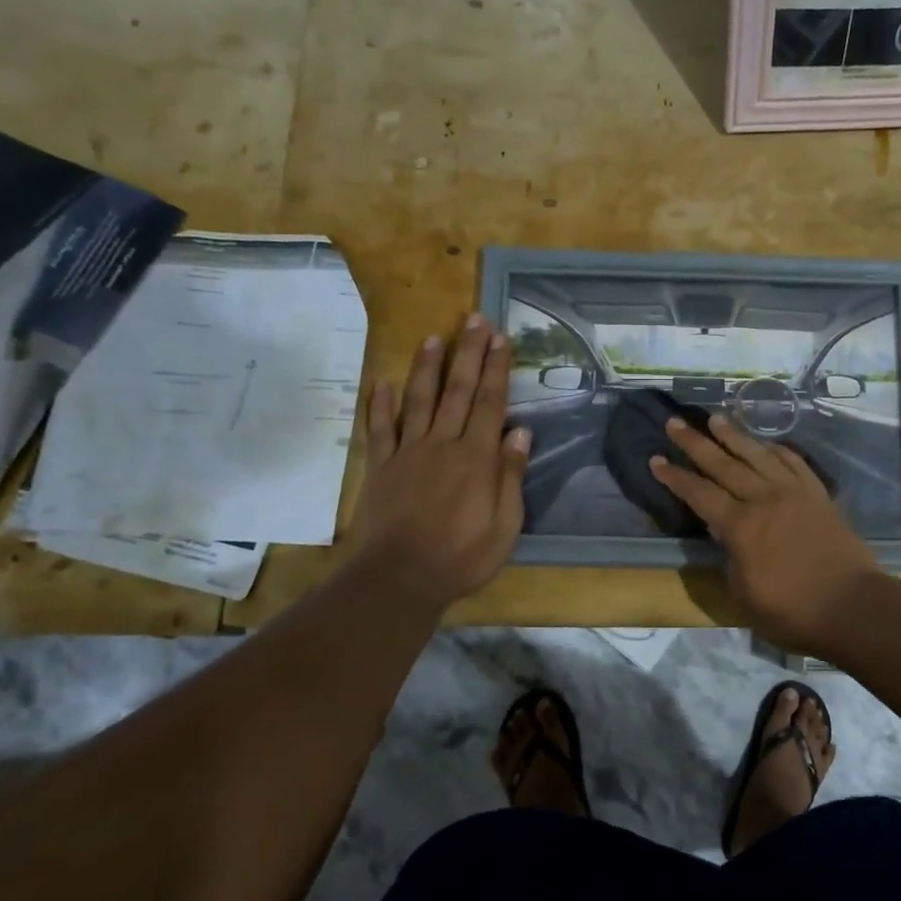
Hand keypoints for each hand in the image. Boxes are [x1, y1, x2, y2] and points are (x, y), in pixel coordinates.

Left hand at [345, 315, 529, 612]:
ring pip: (418, 400)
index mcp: (476, 458)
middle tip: (474, 320)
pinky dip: (380, 405)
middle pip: (458, 391)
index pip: (490, 403)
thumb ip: (510, 475)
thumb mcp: (504, 525)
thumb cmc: (461, 557)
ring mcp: (407, 453)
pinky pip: (380, 429)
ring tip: (434, 337)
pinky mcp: (381, 468)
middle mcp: (442, 445)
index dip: (497, 369)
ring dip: (427, 367)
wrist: (397, 579)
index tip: (500, 338)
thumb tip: (520, 431)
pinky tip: (382, 384)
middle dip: (468, 353)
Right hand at [648, 414, 878, 654]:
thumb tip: (725, 535)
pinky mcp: (818, 495)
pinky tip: (766, 444)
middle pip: (724, 464)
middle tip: (675, 422)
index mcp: (741, 527)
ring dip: (734, 435)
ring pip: (758, 455)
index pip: (699, 494)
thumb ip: (730, 559)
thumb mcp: (743, 595)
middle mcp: (764, 499)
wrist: (854, 607)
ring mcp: (795, 493)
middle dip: (695, 443)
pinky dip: (777, 449)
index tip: (655, 459)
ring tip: (715, 418)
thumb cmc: (793, 612)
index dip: (675, 477)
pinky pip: (794, 462)